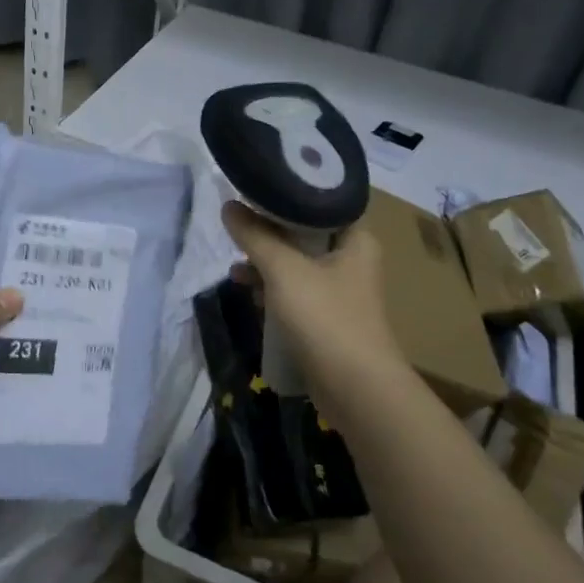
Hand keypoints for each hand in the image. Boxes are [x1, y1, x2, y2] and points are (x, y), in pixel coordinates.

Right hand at [222, 202, 406, 409]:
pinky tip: (251, 298)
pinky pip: (297, 295)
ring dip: (267, 267)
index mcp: (356, 240)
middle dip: (269, 236)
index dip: (287, 196)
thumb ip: (254, 236)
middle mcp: (353, 262)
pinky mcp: (329, 321)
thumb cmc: (325, 318)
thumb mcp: (283, 270)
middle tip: (239, 233)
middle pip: (305, 236)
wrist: (355, 389)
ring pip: (297, 267)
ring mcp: (341, 294)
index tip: (254, 193)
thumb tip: (228, 206)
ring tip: (236, 270)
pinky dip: (275, 293)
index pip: (320, 203)